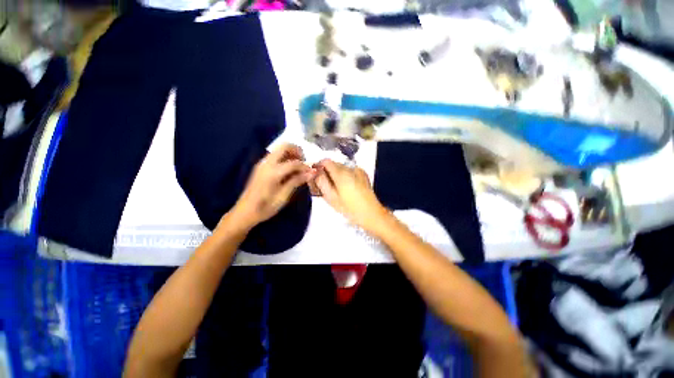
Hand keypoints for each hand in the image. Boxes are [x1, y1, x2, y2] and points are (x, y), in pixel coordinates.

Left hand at [231, 144, 314, 228]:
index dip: (305, 166)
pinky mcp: (261, 166)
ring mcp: (262, 163)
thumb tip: (312, 172)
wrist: (245, 212)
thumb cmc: (266, 207)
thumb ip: (297, 181)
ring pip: (279, 149)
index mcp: (273, 171)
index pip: (294, 162)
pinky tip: (289, 171)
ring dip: (291, 154)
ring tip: (298, 168)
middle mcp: (267, 163)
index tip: (312, 173)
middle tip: (304, 163)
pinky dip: (285, 158)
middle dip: (297, 151)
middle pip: (284, 146)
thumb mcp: (284, 196)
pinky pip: (275, 156)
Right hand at [312, 159, 389, 232]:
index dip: (319, 166)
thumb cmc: (349, 208)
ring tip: (336, 188)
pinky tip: (347, 187)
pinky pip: (350, 171)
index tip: (316, 175)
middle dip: (327, 171)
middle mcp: (350, 168)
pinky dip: (345, 175)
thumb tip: (315, 172)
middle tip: (325, 185)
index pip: (326, 161)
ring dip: (336, 173)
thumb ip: (321, 182)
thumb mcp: (331, 198)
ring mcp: (358, 170)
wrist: (371, 213)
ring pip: (342, 167)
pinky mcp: (363, 174)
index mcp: (341, 173)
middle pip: (334, 164)